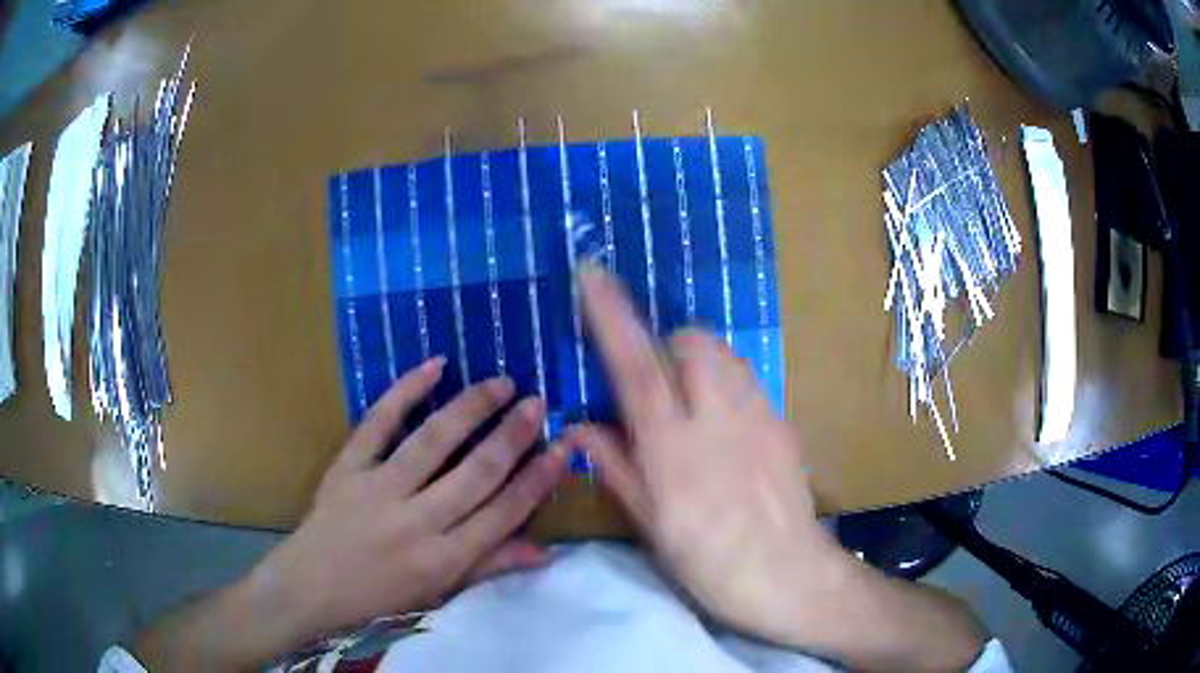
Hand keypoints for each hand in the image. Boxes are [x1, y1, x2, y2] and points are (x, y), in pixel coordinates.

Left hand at [136, 359, 568, 668]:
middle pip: (478, 471)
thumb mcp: (441, 592)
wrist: (311, 588)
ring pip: (434, 441)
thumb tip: (545, 552)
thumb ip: (491, 565)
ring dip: (472, 408)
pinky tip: (434, 366)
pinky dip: (405, 391)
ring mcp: (379, 489)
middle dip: (514, 434)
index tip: (564, 445)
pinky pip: (378, 422)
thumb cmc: (380, 596)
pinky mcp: (347, 467)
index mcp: (446, 558)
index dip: (539, 477)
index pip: (506, 511)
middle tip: (538, 402)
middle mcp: (418, 522)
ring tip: (501, 383)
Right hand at [568, 265, 846, 646]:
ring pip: (724, 353)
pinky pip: (747, 378)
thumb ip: (616, 467)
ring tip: (686, 393)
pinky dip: (725, 380)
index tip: (592, 274)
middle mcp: (717, 420)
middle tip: (652, 378)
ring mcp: (757, 417)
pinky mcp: (782, 423)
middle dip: (664, 342)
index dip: (610, 317)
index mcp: (673, 450)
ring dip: (696, 357)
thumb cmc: (710, 563)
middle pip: (692, 342)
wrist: (790, 576)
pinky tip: (721, 419)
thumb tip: (580, 427)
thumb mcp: (651, 525)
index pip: (635, 368)